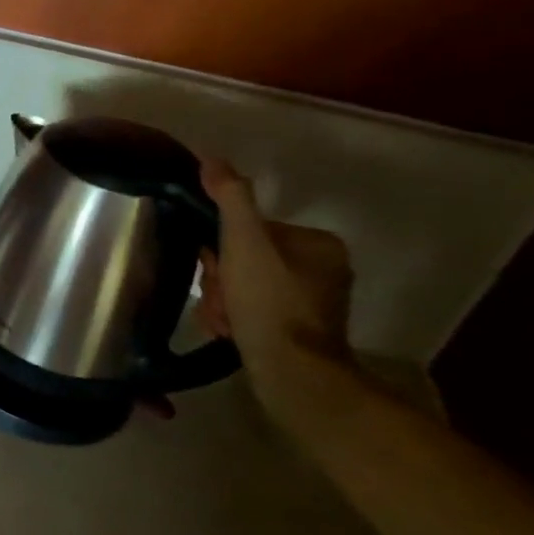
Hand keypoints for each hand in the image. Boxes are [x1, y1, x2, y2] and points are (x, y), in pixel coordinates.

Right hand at [199, 159, 354, 369]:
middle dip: (220, 280)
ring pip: (242, 286)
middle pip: (243, 259)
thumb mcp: (244, 243)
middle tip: (218, 300)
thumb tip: (212, 158)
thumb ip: (230, 199)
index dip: (220, 249)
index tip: (213, 269)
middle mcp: (321, 268)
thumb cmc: (270, 304)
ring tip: (223, 321)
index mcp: (316, 244)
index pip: (248, 230)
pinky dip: (233, 318)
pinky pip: (251, 310)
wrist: (294, 376)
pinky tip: (228, 331)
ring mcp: (311, 301)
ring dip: (220, 301)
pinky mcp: (297, 329)